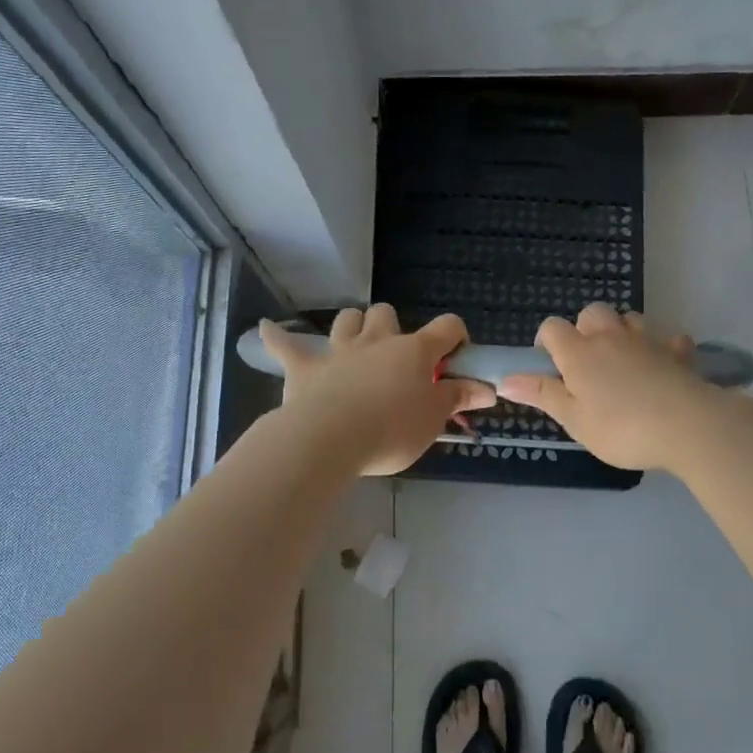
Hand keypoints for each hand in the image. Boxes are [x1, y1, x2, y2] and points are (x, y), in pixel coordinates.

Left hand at [259, 306, 494, 475]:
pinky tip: (265, 329)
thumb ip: (458, 398)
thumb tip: (487, 388)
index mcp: (414, 351)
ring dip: (353, 326)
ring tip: (356, 344)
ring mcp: (338, 351)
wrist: (330, 439)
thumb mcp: (434, 419)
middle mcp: (377, 341)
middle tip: (397, 359)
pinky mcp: (304, 368)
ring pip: (347, 320)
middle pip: (387, 313)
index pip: (446, 327)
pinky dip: (276, 337)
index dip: (456, 337)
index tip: (457, 358)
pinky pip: (286, 346)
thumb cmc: (391, 429)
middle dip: (393, 327)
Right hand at [498, 304, 719, 471]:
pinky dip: (662, 347)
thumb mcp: (574, 420)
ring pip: (628, 318)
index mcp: (579, 353)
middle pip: (591, 312)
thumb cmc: (621, 428)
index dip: (547, 342)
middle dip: (585, 330)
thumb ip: (542, 395)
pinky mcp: (677, 351)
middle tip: (588, 364)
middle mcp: (610, 336)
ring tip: (622, 362)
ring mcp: (646, 340)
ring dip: (621, 332)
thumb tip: (505, 380)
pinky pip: (667, 338)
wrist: (686, 425)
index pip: (552, 328)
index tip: (552, 368)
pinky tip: (662, 366)